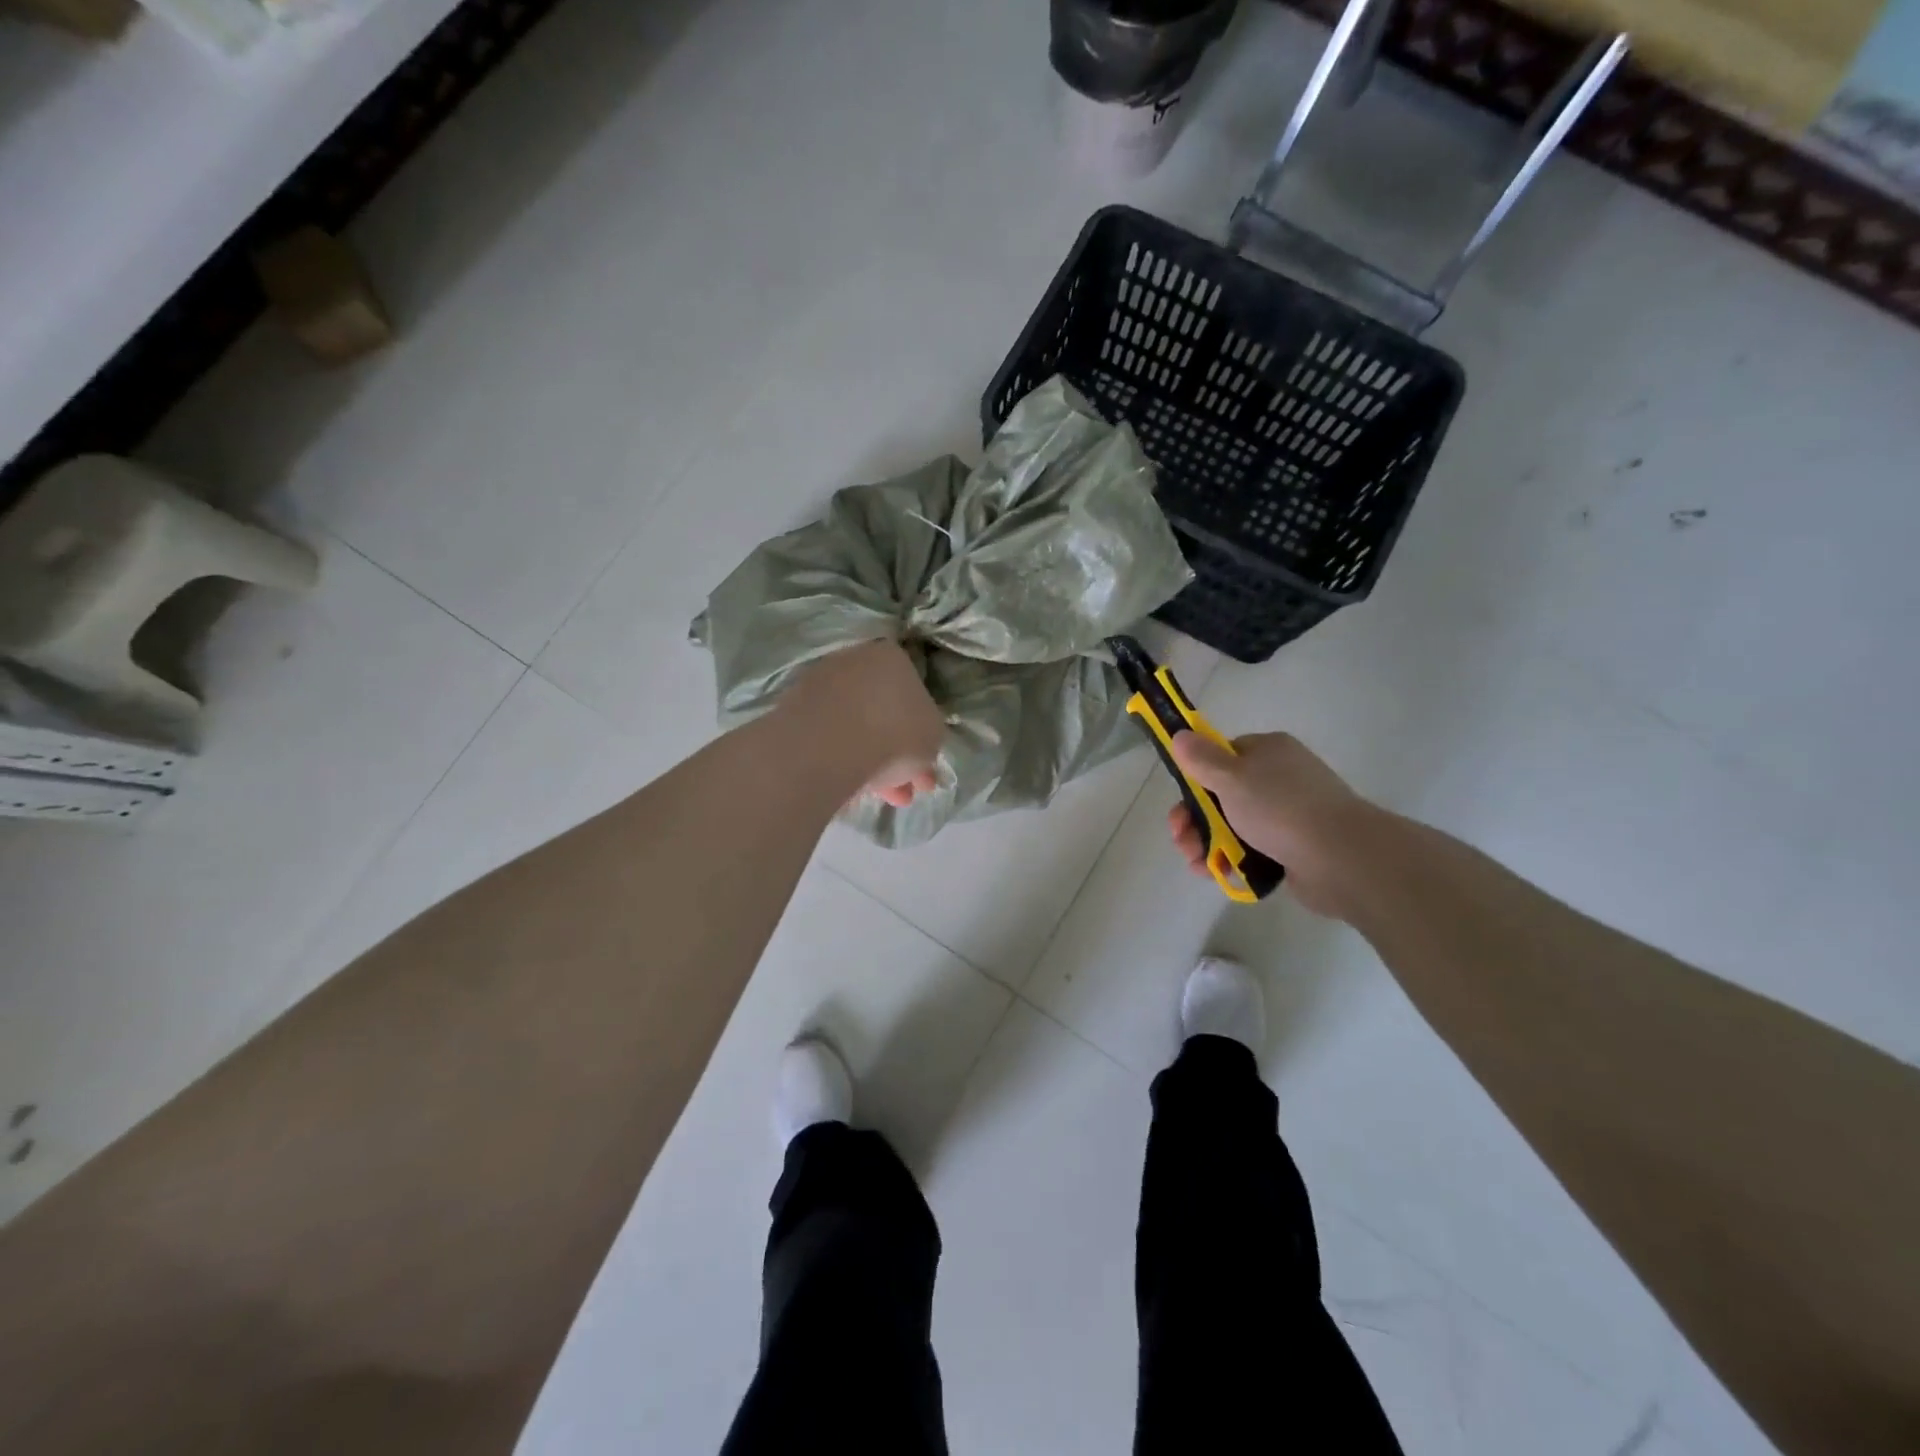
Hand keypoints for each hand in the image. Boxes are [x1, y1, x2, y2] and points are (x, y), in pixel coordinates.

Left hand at [782, 639, 944, 806]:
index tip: (924, 764)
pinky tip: (852, 786)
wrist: (827, 745)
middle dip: (897, 756)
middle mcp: (854, 661)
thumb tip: (918, 750)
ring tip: (881, 799)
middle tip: (904, 790)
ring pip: (856, 728)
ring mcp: (820, 684)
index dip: (922, 734)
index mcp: (892, 657)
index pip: (914, 694)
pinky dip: (842, 760)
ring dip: (872, 763)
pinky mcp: (793, 710)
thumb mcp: (934, 738)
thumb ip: (929, 739)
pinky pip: (828, 739)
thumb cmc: (895, 733)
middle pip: (883, 713)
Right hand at [1165, 731, 1375, 918]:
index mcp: (1267, 751)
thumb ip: (1201, 758)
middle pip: (1222, 795)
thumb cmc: (1280, 809)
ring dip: (1209, 844)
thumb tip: (1180, 734)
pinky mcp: (1293, 848)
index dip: (1196, 778)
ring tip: (1199, 864)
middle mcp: (1279, 778)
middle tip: (1182, 840)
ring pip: (1234, 826)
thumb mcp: (1231, 777)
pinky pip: (1253, 851)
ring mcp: (1288, 814)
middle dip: (1195, 820)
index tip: (1181, 801)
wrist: (1341, 859)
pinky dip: (1233, 861)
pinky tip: (1221, 874)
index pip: (1222, 756)